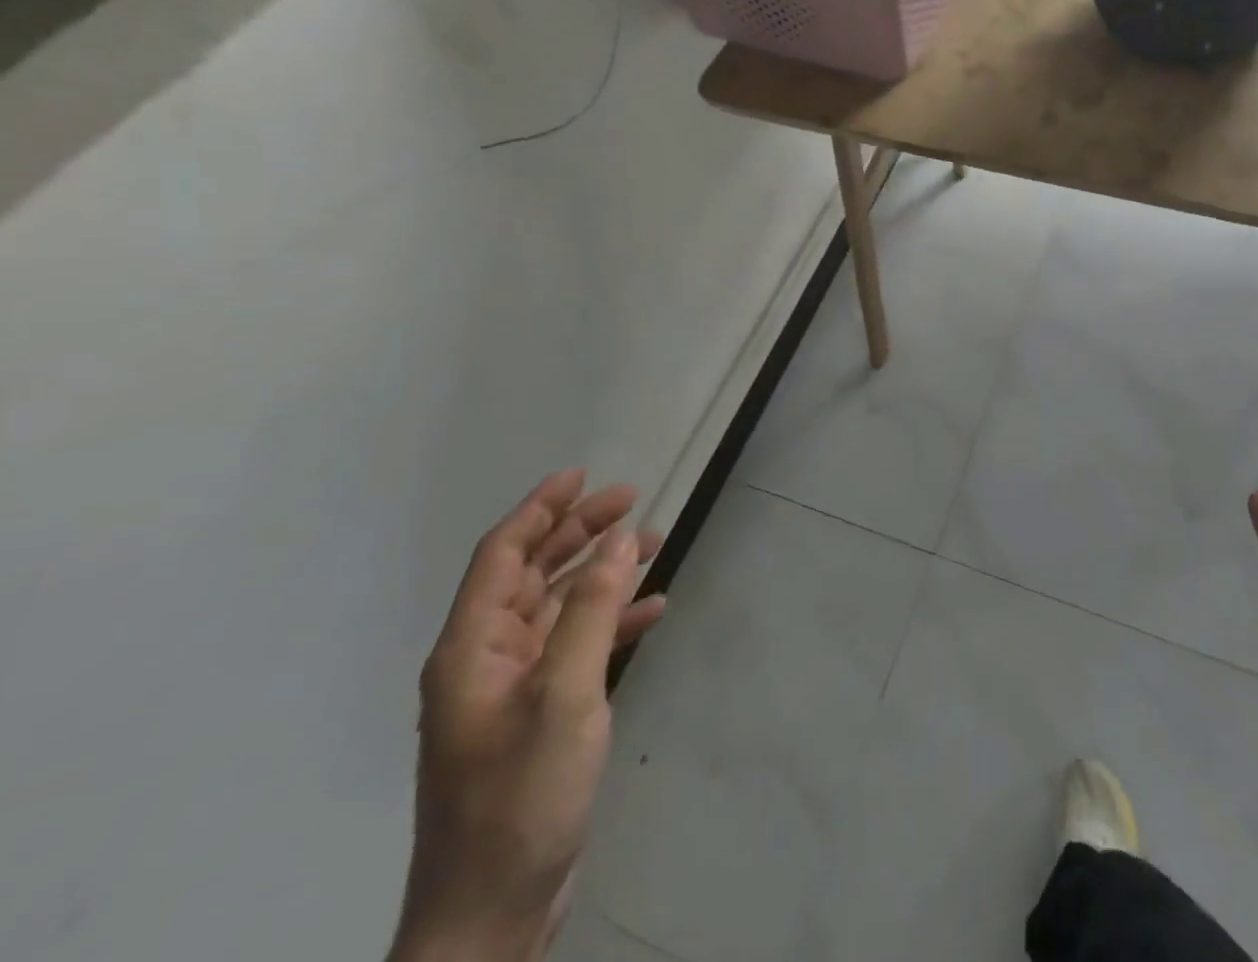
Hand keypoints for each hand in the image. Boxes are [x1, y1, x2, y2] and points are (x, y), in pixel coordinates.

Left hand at [390, 471, 667, 961]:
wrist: (491, 915)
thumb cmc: (520, 797)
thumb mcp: (563, 695)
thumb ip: (591, 610)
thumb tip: (619, 539)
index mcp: (472, 648)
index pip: (502, 555)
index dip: (540, 508)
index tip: (582, 475)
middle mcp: (487, 659)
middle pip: (532, 573)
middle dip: (579, 532)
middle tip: (631, 500)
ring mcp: (512, 689)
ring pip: (559, 606)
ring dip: (601, 573)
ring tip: (652, 544)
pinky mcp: (539, 716)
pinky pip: (576, 647)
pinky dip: (611, 622)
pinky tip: (651, 610)